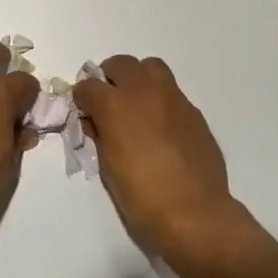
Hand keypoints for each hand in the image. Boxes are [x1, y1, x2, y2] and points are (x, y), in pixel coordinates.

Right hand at [73, 55, 239, 256]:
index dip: (82, 98)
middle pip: (120, 64)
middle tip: (109, 100)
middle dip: (109, 78)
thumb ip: (100, 135)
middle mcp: (144, 92)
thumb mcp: (107, 167)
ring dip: (139, 79)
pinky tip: (162, 127)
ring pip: (151, 67)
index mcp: (115, 106)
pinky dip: (161, 100)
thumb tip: (95, 121)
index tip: (84, 111)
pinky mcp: (194, 111)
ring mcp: (173, 98)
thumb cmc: (141, 197)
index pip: (88, 86)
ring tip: (137, 104)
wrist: (194, 213)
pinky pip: (172, 92)